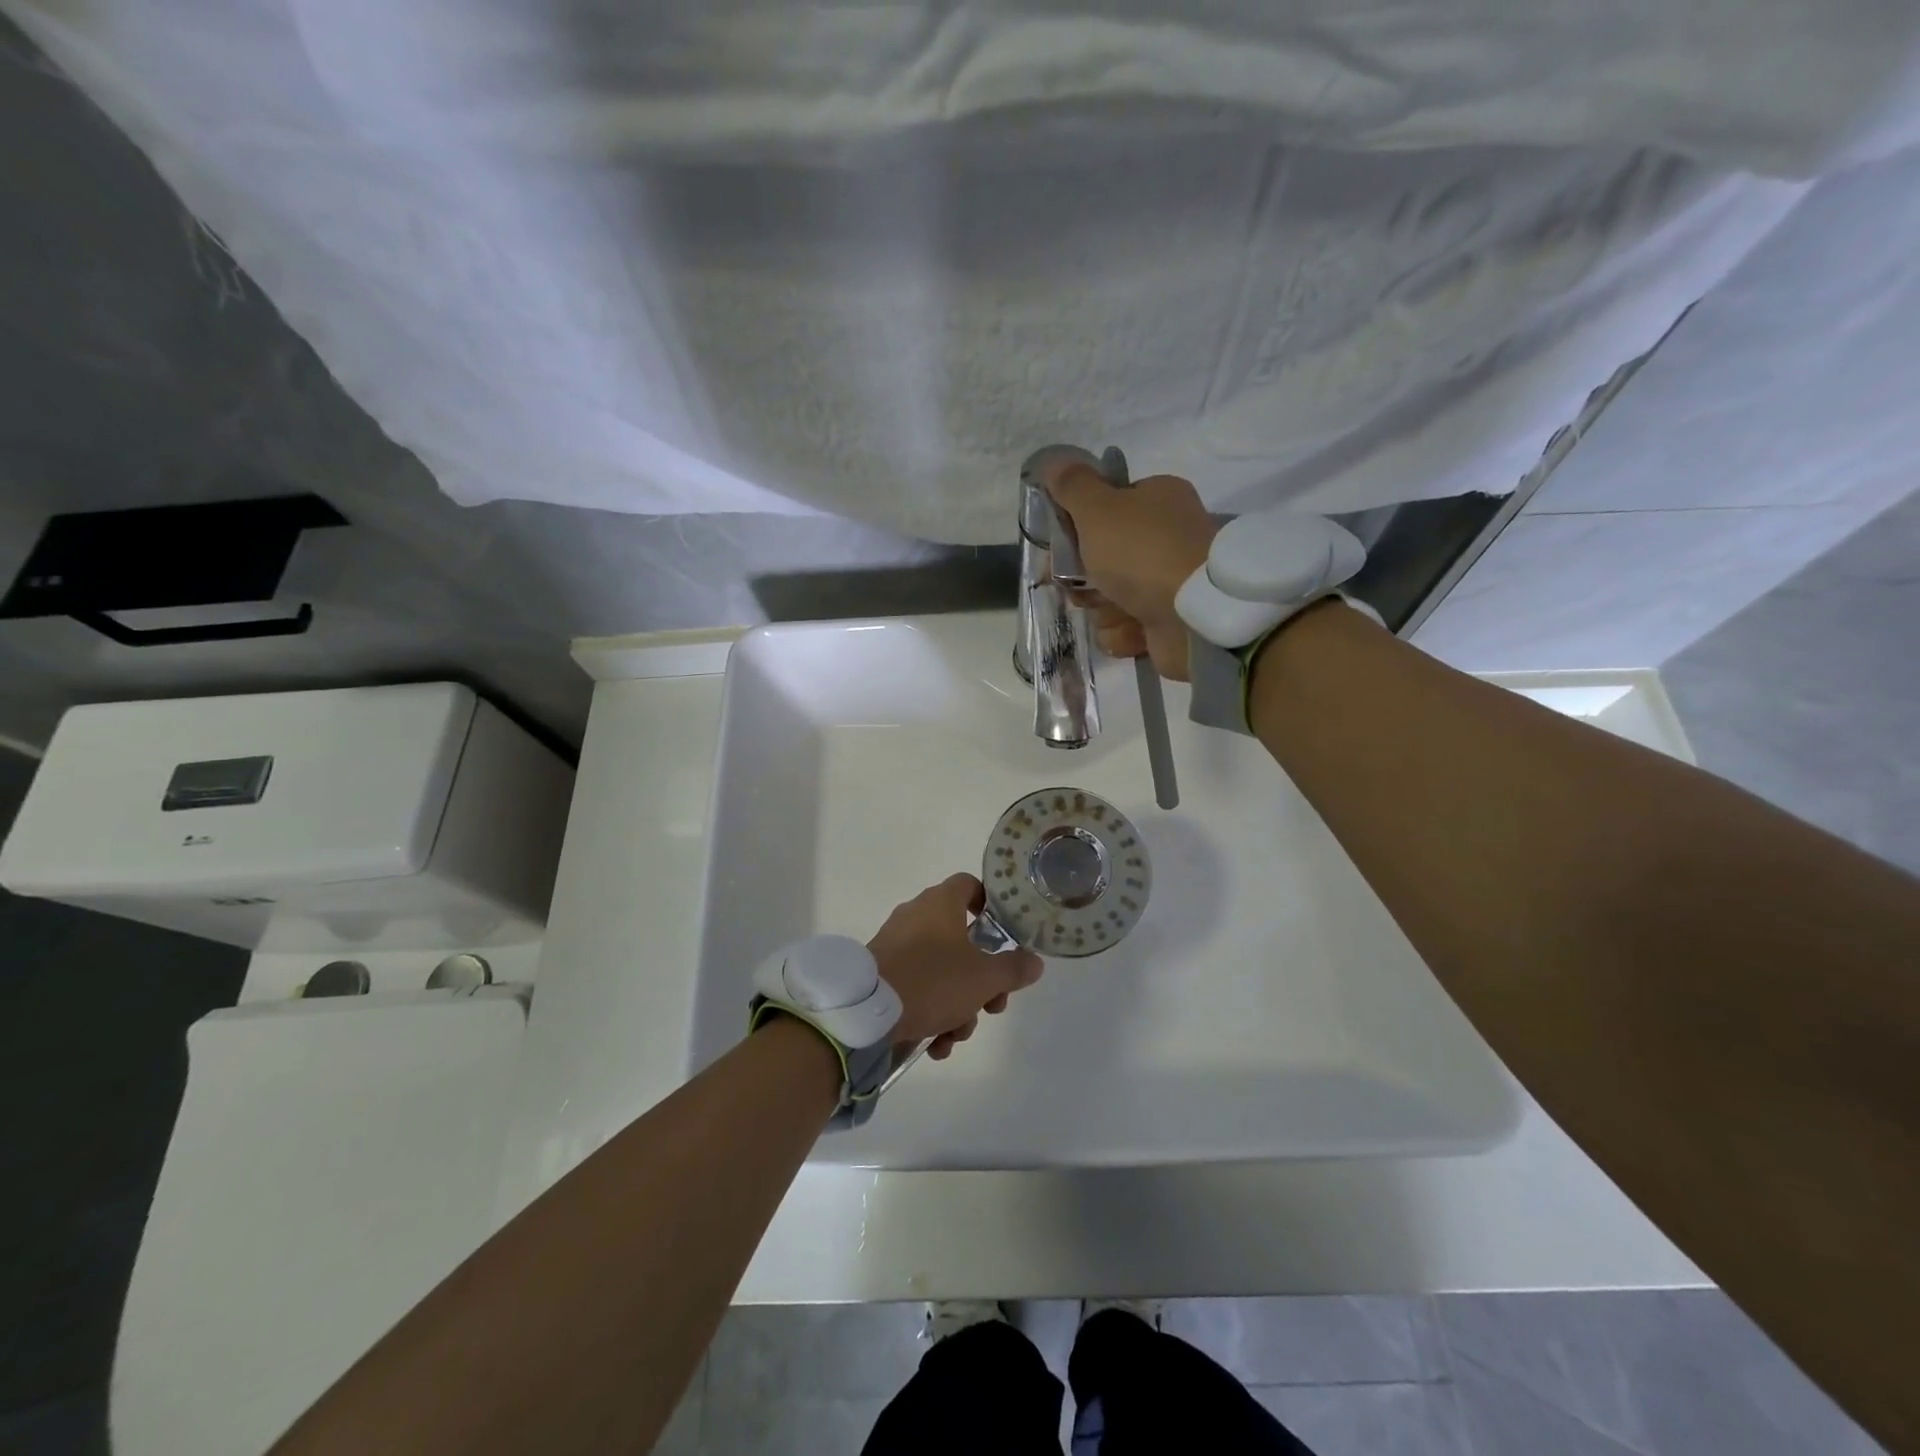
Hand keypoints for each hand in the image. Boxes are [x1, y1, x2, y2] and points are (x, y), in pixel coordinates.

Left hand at [867, 873, 1043, 1059]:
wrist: (866, 1012)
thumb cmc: (932, 981)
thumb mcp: (984, 978)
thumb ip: (1013, 969)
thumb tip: (1035, 962)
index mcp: (941, 903)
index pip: (971, 885)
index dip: (991, 906)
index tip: (1004, 936)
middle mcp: (917, 915)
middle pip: (962, 940)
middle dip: (981, 980)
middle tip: (991, 1006)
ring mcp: (896, 944)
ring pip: (941, 970)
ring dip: (957, 1005)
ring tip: (956, 1036)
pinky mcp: (882, 972)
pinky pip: (917, 986)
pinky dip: (930, 1012)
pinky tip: (935, 1045)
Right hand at [1042, 462, 1217, 680]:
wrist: (1195, 616)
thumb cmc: (1143, 552)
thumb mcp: (1099, 509)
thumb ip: (1073, 485)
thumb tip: (1053, 460)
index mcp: (1156, 500)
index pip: (1105, 509)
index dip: (1077, 529)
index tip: (1059, 546)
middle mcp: (1164, 538)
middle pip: (1100, 559)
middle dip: (1086, 579)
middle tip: (1083, 585)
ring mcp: (1167, 583)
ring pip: (1108, 599)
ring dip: (1103, 609)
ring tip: (1119, 610)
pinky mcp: (1166, 622)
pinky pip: (1125, 629)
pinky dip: (1123, 633)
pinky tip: (1134, 630)